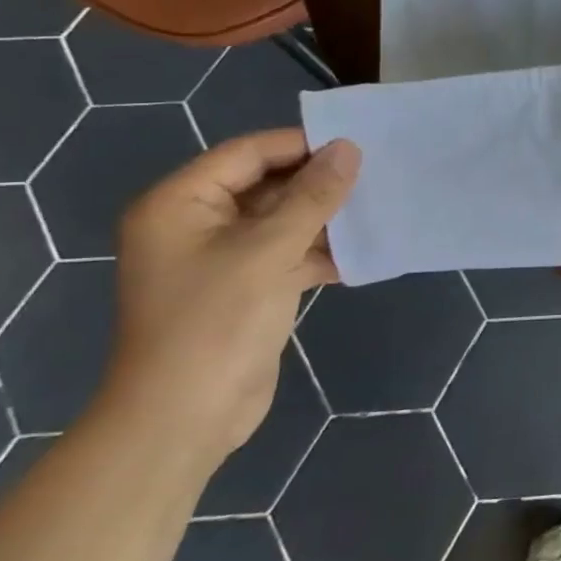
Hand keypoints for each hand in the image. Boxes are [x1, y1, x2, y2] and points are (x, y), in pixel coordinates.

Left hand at [102, 130, 360, 469]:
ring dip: (326, 219)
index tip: (359, 144)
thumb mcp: (269, 250)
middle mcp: (195, 224)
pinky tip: (364, 253)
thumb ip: (312, 197)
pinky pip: (288, 255)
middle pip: (266, 185)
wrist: (185, 416)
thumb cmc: (215, 322)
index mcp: (180, 204)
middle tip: (378, 174)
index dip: (302, 145)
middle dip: (319, 183)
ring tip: (380, 209)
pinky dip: (321, 253)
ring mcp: (221, 259)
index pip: (247, 154)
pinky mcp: (245, 289)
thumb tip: (349, 149)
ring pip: (282, 222)